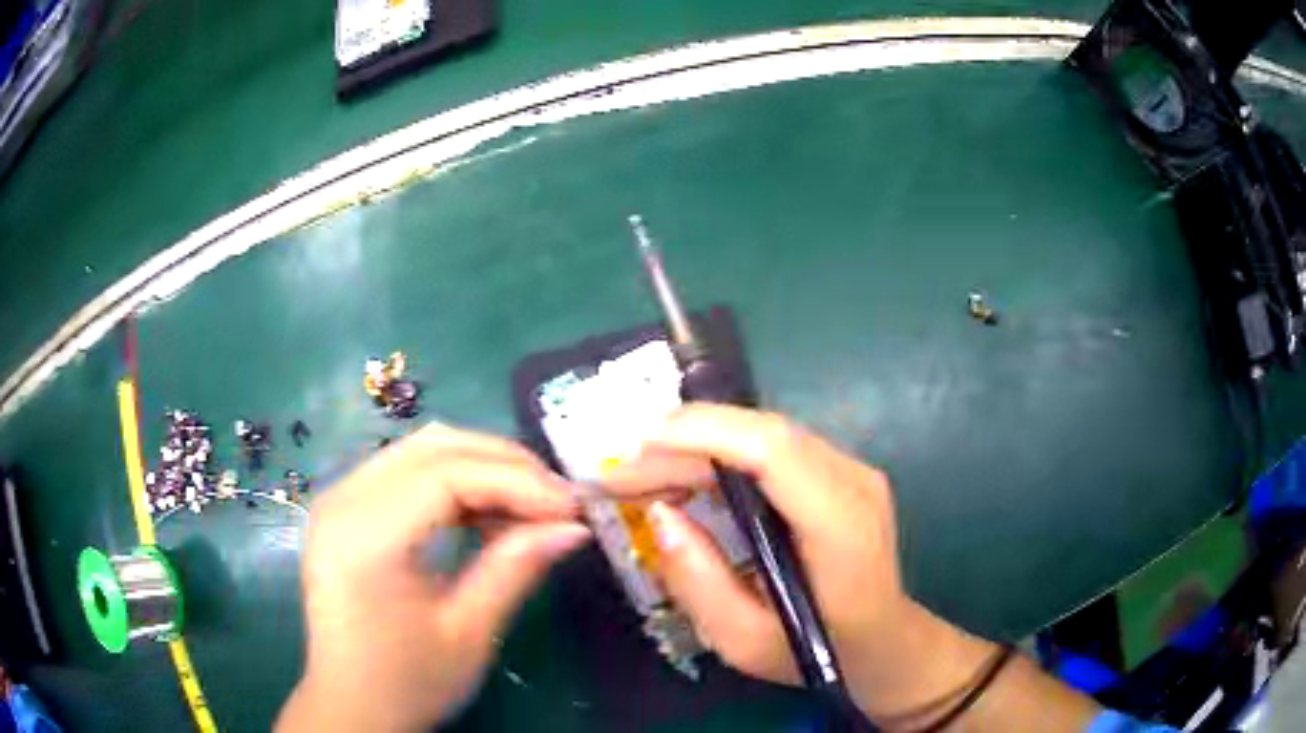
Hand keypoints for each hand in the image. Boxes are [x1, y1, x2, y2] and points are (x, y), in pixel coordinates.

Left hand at [276, 424, 590, 732]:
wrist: (351, 704)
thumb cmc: (408, 682)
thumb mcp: (469, 634)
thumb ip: (515, 569)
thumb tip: (574, 526)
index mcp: (364, 539)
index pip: (447, 476)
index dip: (516, 482)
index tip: (572, 507)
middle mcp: (342, 501)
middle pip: (433, 447)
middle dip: (504, 464)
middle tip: (557, 501)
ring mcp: (339, 498)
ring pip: (422, 449)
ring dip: (482, 466)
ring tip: (529, 505)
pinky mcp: (345, 507)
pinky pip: (407, 469)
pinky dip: (455, 479)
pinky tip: (485, 511)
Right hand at [605, 405, 996, 723]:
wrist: (887, 644)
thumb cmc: (821, 654)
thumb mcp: (746, 643)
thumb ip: (700, 582)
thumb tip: (660, 515)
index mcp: (842, 527)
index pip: (774, 451)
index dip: (704, 434)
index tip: (637, 447)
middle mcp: (854, 482)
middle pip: (761, 435)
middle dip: (681, 444)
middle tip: (619, 473)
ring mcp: (852, 471)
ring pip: (762, 434)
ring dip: (696, 447)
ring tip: (641, 478)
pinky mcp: (839, 472)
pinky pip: (771, 449)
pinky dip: (719, 457)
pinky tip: (684, 482)